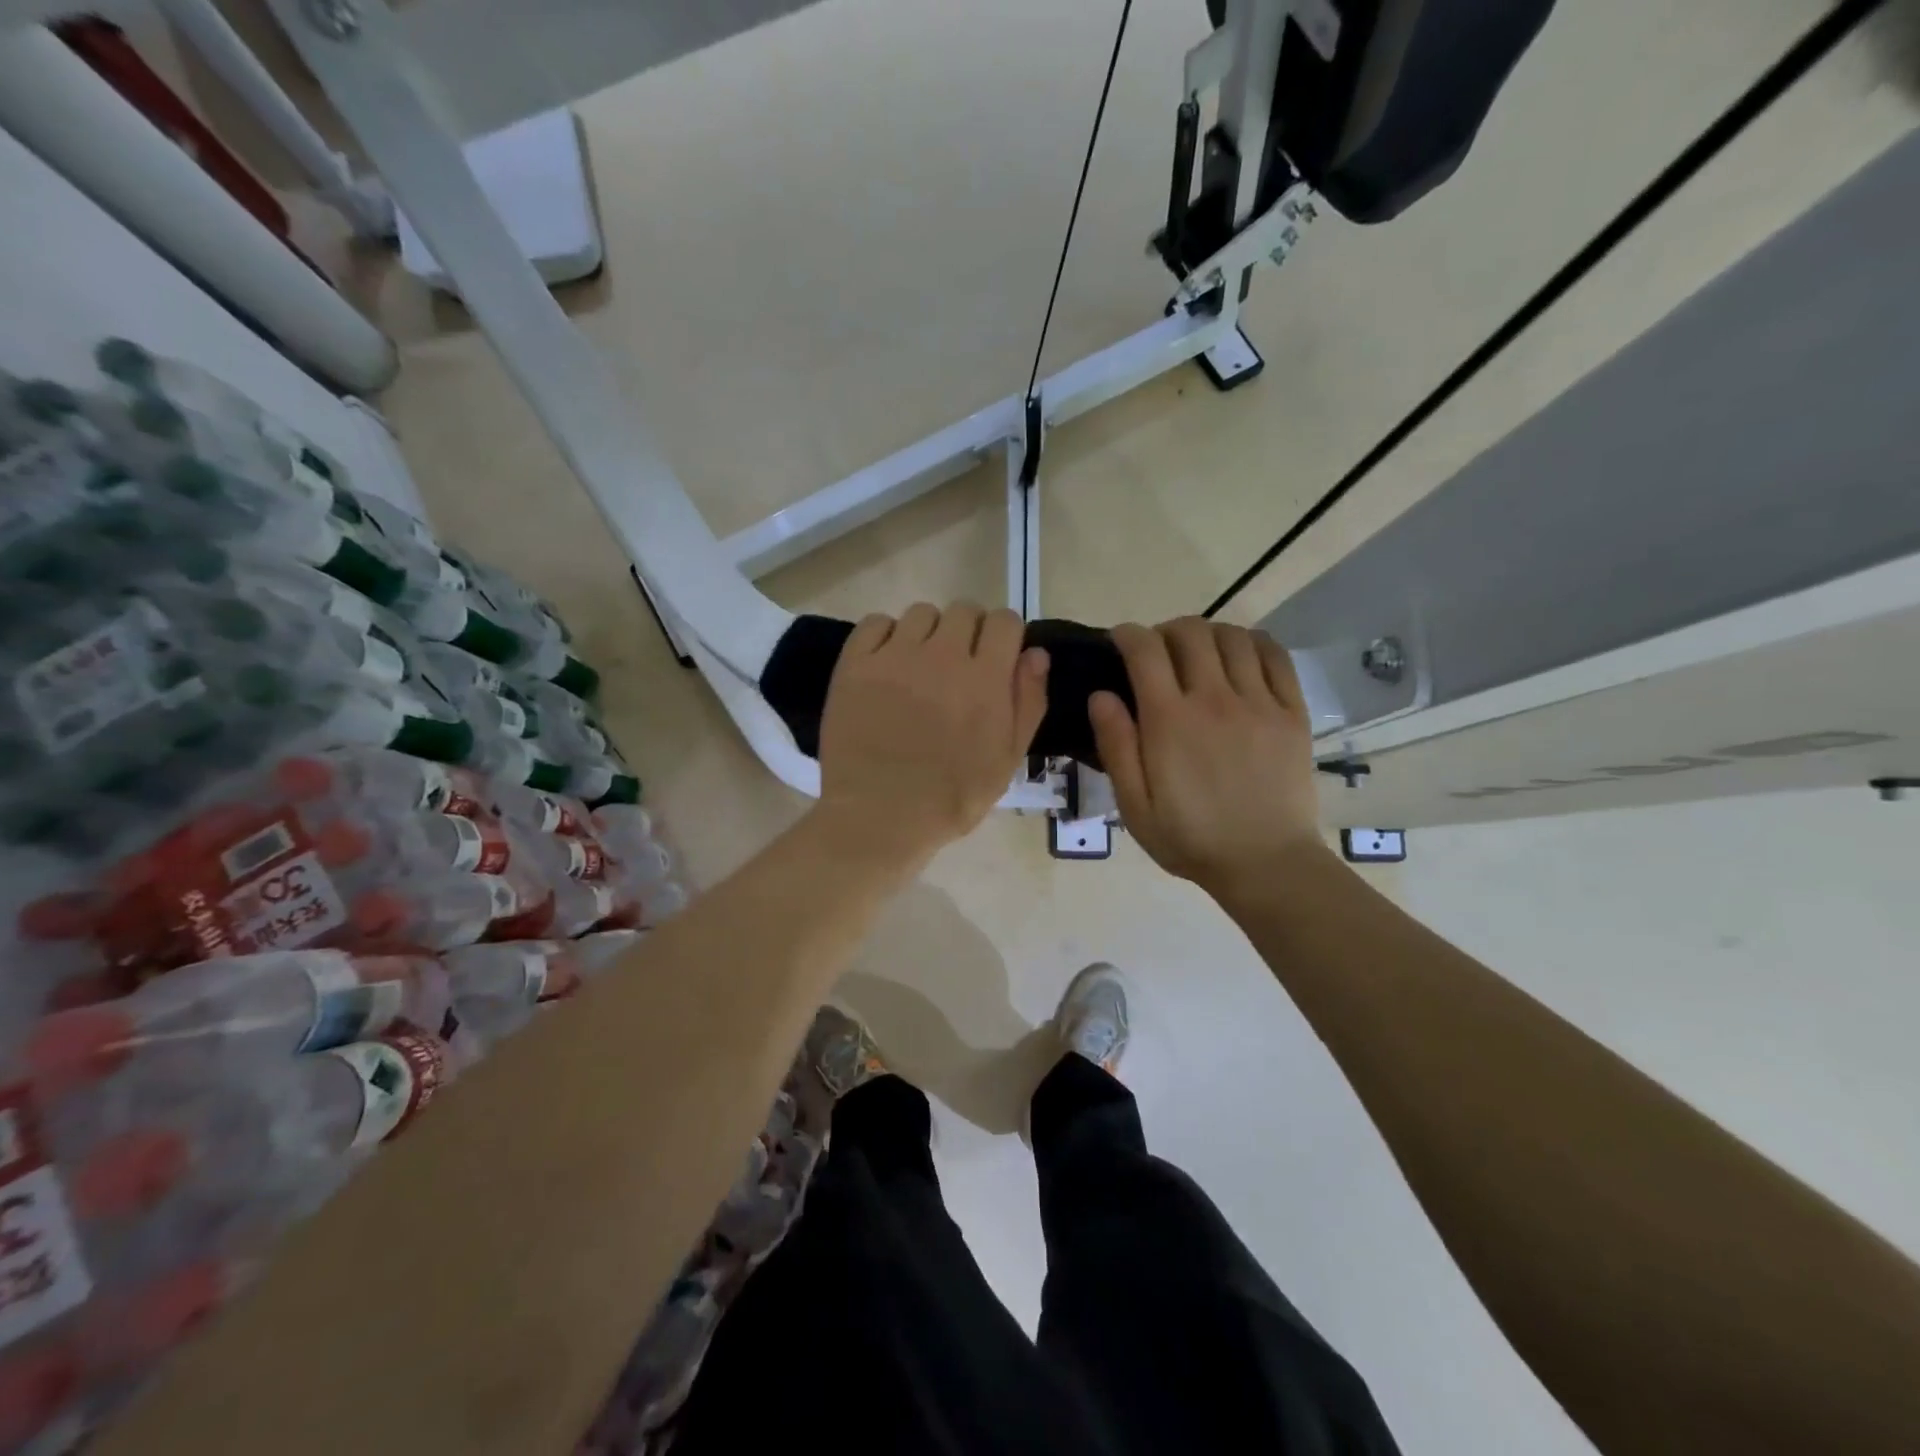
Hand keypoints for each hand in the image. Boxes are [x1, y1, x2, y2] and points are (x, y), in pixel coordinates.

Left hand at [816, 602, 1049, 865]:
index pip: (1004, 621)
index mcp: (985, 678)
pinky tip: (887, 663)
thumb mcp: (1007, 760)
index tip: (997, 657)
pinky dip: (885, 635)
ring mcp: (894, 656)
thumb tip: (1035, 653)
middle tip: (959, 665)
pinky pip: (875, 623)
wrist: (879, 816)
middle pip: (964, 609)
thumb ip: (1028, 702)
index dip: (1004, 635)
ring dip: (928, 633)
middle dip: (969, 631)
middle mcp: (942, 655)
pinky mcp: (855, 664)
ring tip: (920, 666)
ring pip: (920, 613)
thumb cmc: (952, 797)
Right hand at [1089, 618, 1325, 895]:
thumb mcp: (1135, 806)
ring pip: (1233, 637)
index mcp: (1169, 721)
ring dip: (1209, 634)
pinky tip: (1241, 657)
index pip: (1145, 650)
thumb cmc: (1190, 839)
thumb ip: (1116, 747)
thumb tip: (1101, 695)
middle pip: (1190, 632)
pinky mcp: (1292, 712)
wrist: (1265, 863)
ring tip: (1199, 654)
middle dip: (1166, 631)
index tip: (1120, 641)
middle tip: (1159, 652)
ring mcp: (1259, 702)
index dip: (1128, 635)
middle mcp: (1214, 699)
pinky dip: (1253, 643)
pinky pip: (1275, 656)